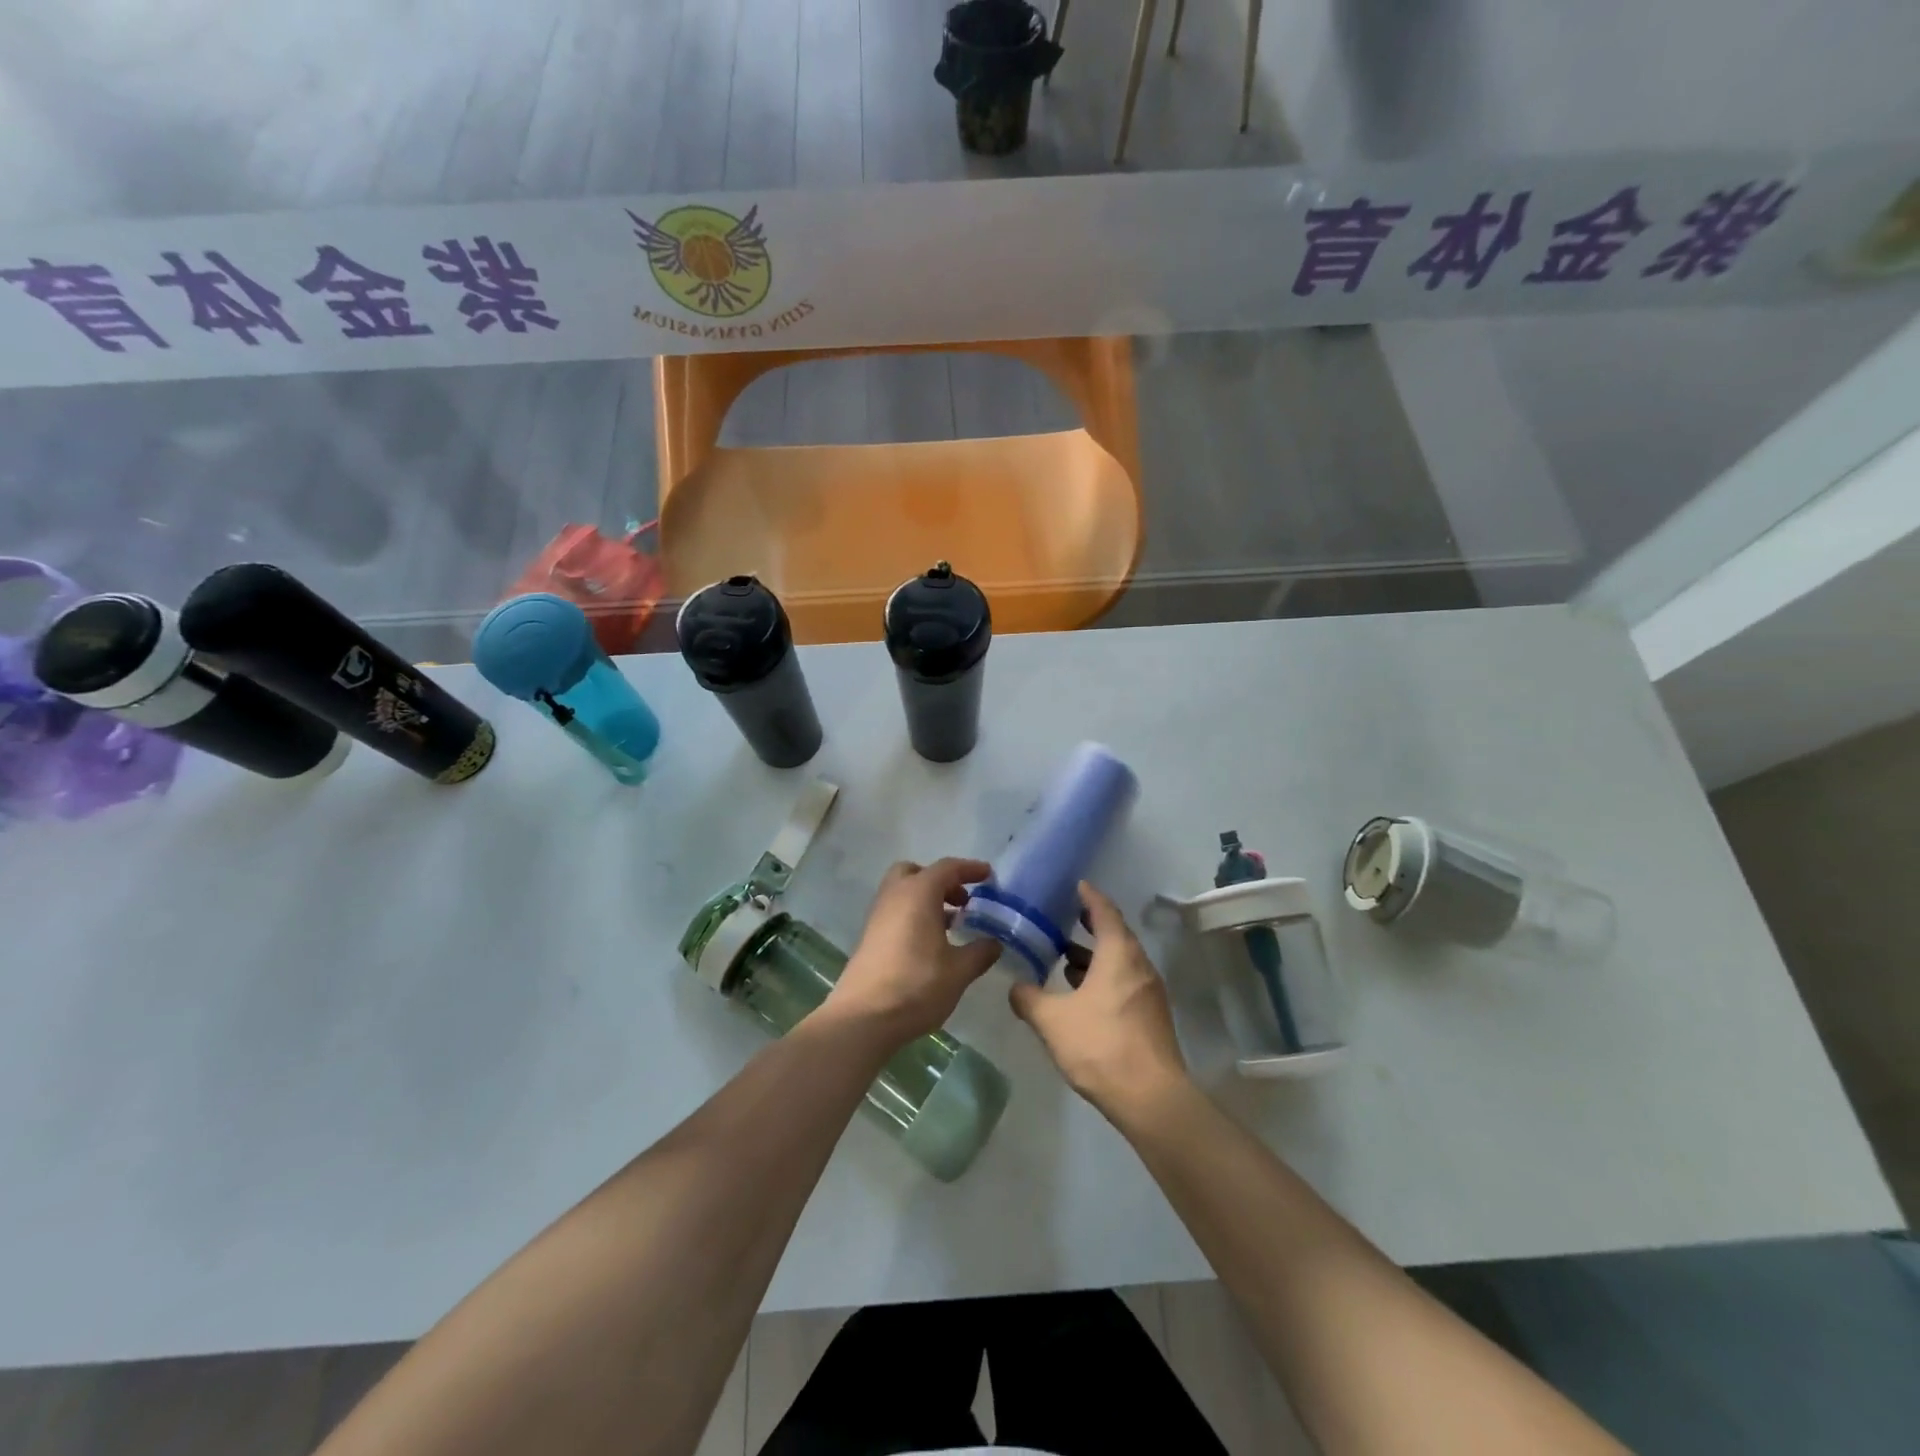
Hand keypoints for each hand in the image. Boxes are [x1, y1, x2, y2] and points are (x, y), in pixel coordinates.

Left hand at [827, 859, 1001, 1044]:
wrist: (863, 1018)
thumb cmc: (916, 986)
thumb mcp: (959, 971)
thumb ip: (980, 952)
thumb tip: (995, 942)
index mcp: (918, 893)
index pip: (947, 868)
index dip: (970, 869)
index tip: (988, 876)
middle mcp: (895, 896)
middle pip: (917, 872)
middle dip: (941, 880)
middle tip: (962, 901)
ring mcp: (878, 916)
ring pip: (903, 892)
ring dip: (927, 899)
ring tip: (952, 924)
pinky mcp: (870, 936)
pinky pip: (896, 911)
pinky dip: (914, 915)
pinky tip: (931, 943)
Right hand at [1009, 881, 1189, 1118]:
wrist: (1150, 1098)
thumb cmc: (1100, 1045)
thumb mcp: (1052, 1020)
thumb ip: (1029, 999)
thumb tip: (1016, 987)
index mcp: (1119, 954)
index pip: (1105, 911)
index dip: (1090, 896)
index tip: (1076, 885)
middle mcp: (1139, 965)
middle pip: (1115, 934)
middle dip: (1090, 925)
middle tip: (1064, 917)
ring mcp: (1149, 991)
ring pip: (1120, 961)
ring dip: (1095, 955)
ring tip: (1065, 957)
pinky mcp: (1151, 1015)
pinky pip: (1125, 982)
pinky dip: (1104, 976)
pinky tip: (1082, 994)